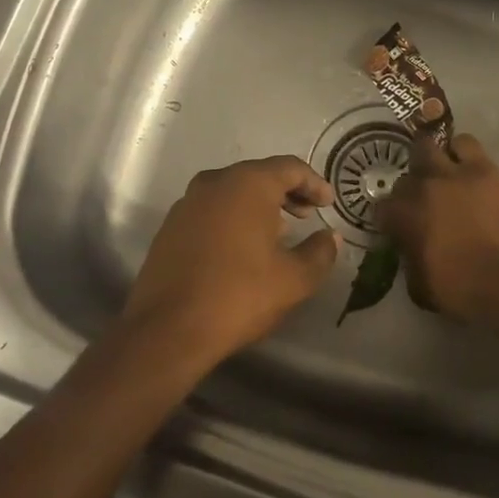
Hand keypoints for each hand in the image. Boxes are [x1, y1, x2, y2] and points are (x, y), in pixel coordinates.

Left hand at [121, 156, 341, 364]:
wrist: (168, 329)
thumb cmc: (239, 296)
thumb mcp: (294, 279)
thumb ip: (320, 252)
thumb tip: (330, 237)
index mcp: (247, 184)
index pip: (290, 168)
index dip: (315, 183)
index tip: (329, 203)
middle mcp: (214, 183)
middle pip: (259, 175)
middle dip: (287, 192)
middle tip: (307, 215)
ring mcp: (187, 203)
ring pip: (232, 192)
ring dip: (258, 206)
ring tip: (278, 233)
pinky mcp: (170, 227)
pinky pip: (211, 210)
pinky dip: (233, 218)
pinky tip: (242, 248)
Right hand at [377, 133, 498, 321]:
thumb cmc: (464, 290)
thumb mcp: (422, 288)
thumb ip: (410, 262)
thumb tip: (412, 252)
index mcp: (403, 217)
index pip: (383, 207)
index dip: (391, 218)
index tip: (400, 228)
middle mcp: (422, 188)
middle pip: (406, 175)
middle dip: (411, 188)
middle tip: (423, 201)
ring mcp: (453, 173)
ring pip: (428, 146)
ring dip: (432, 159)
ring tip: (442, 173)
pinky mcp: (485, 168)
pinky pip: (466, 144)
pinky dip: (461, 151)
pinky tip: (466, 166)